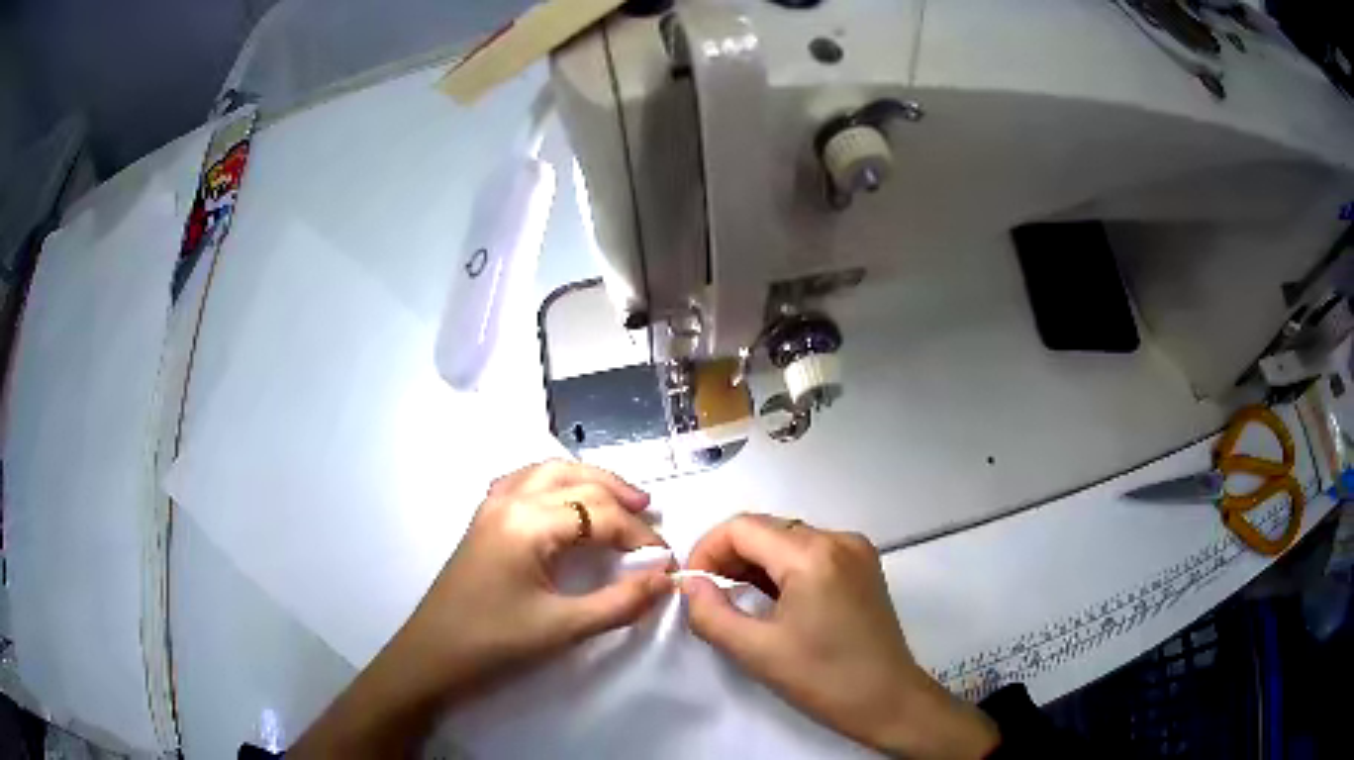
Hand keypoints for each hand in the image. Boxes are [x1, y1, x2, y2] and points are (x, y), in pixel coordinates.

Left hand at [292, 460, 670, 757]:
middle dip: (619, 497)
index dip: (638, 535)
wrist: (433, 654)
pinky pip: (526, 482)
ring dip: (589, 481)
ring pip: (549, 472)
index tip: (664, 561)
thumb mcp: (563, 627)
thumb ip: (621, 603)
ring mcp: (492, 506)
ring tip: (622, 501)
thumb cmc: (495, 642)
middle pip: (576, 480)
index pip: (599, 514)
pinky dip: (556, 483)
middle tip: (651, 517)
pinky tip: (567, 501)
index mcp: (528, 523)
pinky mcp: (484, 519)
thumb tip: (665, 579)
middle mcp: (510, 500)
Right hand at [681, 514, 998, 758]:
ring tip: (737, 600)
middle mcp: (838, 538)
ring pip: (787, 539)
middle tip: (709, 596)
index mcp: (813, 554)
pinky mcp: (863, 565)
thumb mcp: (756, 652)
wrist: (889, 700)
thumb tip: (689, 584)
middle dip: (729, 557)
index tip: (692, 586)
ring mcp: (855, 550)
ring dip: (755, 563)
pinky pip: (811, 552)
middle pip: (766, 528)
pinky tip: (772, 600)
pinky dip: (782, 569)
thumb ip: (710, 613)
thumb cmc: (823, 678)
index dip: (707, 550)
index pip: (742, 527)